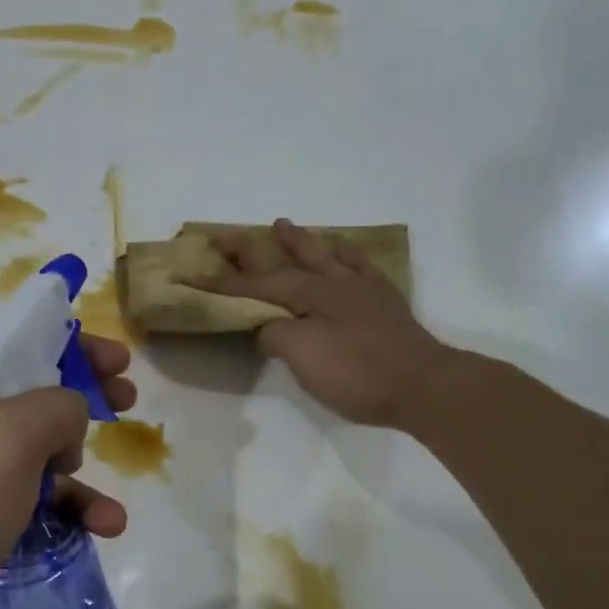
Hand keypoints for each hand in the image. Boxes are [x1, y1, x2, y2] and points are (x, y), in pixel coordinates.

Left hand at [0, 336, 135, 608]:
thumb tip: (69, 419)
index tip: (119, 364)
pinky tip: (93, 534)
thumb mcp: (6, 440)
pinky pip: (19, 502)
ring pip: (30, 458)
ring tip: (109, 515)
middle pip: (30, 398)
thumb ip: (55, 408)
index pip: (18, 344)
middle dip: (82, 408)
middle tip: (126, 406)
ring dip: (77, 480)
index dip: (74, 349)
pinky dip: (58, 515)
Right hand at [198, 219, 460, 430]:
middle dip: (249, 248)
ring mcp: (360, 289)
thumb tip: (268, 327)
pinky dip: (346, 253)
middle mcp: (331, 283)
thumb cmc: (356, 373)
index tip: (186, 274)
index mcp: (307, 295)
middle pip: (283, 259)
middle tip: (223, 233)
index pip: (252, 286)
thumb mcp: (302, 357)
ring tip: (281, 224)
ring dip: (298, 240)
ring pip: (322, 254)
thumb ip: (276, 335)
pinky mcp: (384, 302)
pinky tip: (342, 250)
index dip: (217, 282)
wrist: (422, 385)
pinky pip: (360, 265)